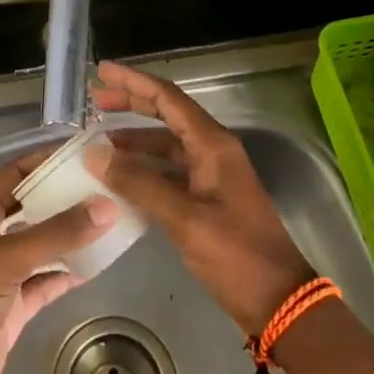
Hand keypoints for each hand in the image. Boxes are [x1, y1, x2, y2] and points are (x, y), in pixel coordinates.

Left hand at [0, 150, 116, 373]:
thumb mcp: (10, 258)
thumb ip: (58, 233)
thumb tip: (106, 207)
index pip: (13, 176)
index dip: (41, 162)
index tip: (79, 155)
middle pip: (30, 209)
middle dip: (61, 199)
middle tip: (102, 188)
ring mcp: (2, 276)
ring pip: (40, 247)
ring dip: (68, 237)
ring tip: (106, 222)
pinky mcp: (14, 309)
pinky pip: (45, 283)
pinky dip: (66, 275)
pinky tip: (94, 267)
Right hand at [84, 60, 313, 333]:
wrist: (278, 300)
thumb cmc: (236, 254)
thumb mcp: (184, 218)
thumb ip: (139, 183)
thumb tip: (95, 154)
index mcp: (212, 144)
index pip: (167, 98)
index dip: (133, 82)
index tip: (101, 72)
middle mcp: (212, 150)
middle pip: (166, 114)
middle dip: (131, 104)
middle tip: (95, 100)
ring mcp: (211, 175)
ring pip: (166, 144)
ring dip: (134, 140)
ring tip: (99, 142)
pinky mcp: (207, 199)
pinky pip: (169, 171)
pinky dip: (144, 169)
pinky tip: (120, 179)